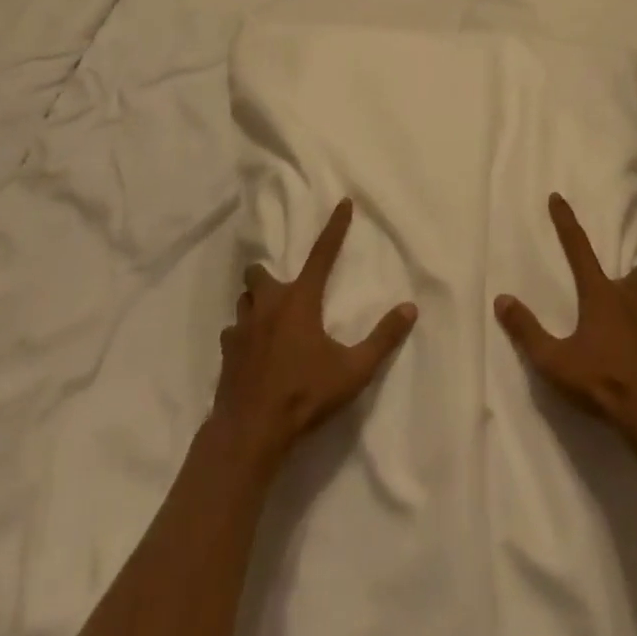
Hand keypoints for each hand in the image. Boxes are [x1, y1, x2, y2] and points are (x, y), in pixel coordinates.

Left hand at [212, 200, 416, 472]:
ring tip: (268, 319)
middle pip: (259, 273)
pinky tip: (252, 352)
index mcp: (300, 301)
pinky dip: (242, 334)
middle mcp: (268, 306)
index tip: (343, 202)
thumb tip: (410, 309)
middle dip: (268, 275)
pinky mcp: (226, 354)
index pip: (322, 253)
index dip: (335, 227)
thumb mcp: (353, 370)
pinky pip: (233, 332)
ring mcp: (241, 329)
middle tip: (284, 290)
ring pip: (243, 300)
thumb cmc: (305, 395)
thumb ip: (383, 339)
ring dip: (255, 303)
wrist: (250, 433)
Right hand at [495, 194, 636, 460]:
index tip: (558, 198)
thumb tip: (502, 300)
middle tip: (615, 298)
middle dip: (629, 278)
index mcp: (602, 296)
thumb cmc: (604, 385)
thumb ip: (527, 331)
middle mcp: (634, 299)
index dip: (566, 221)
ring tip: (631, 335)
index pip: (579, 248)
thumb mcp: (555, 363)